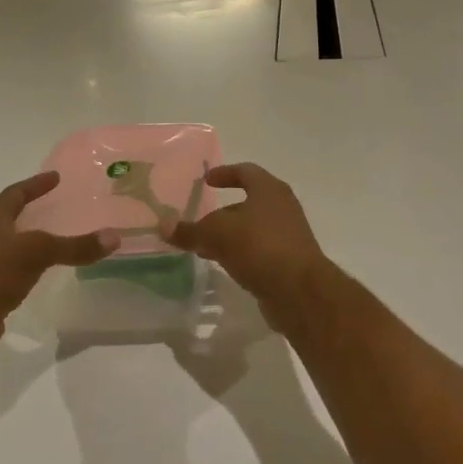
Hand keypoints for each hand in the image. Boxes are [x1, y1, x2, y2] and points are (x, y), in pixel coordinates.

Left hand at [0, 173, 117, 352]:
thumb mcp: (38, 253)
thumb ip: (75, 246)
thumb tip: (114, 237)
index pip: (13, 195)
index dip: (34, 185)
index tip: (54, 177)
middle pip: (5, 220)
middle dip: (26, 212)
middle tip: (50, 207)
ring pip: (4, 248)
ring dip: (23, 242)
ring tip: (46, 243)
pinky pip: (6, 274)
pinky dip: (22, 270)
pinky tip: (34, 277)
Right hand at [161, 163, 333, 336]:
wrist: (299, 291)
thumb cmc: (259, 247)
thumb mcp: (217, 234)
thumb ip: (190, 230)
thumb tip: (163, 226)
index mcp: (269, 190)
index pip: (245, 171)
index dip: (224, 173)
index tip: (206, 181)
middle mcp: (282, 208)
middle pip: (247, 203)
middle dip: (221, 212)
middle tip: (198, 221)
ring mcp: (288, 235)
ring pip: (251, 229)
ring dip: (228, 236)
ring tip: (203, 248)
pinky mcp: (287, 261)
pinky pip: (258, 250)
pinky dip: (239, 253)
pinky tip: (222, 265)